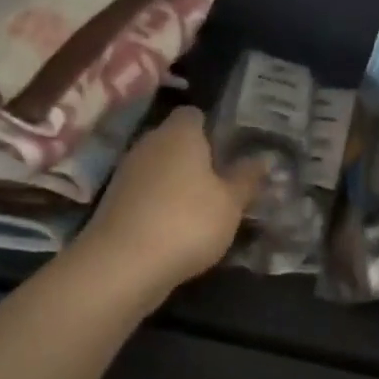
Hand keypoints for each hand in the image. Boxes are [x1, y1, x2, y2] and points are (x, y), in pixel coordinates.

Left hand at [79, 106, 263, 298]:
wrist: (124, 264)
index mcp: (179, 133)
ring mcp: (127, 173)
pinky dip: (161, 205)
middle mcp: (149, 144)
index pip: (194, 114)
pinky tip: (178, 230)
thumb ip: (247, 179)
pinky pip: (146, 194)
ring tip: (205, 211)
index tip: (231, 151)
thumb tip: (264, 159)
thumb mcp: (231, 203)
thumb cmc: (188, 222)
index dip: (213, 128)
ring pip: (160, 169)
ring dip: (179, 185)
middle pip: (176, 142)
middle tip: (225, 183)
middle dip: (198, 159)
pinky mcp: (115, 202)